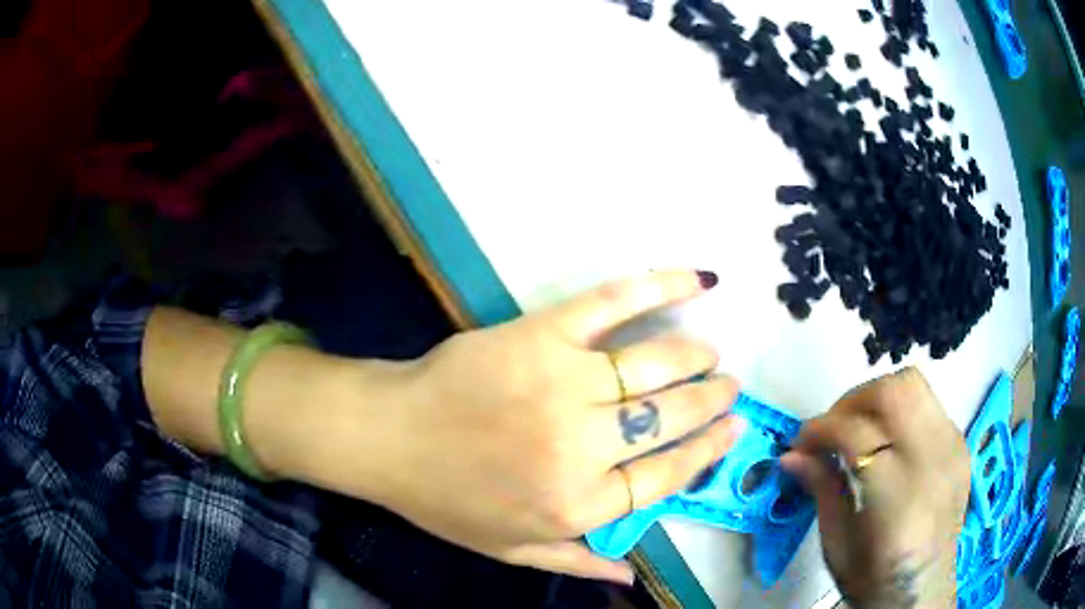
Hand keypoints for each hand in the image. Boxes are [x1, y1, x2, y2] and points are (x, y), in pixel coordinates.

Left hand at [309, 271, 744, 583]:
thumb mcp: (509, 549)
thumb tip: (632, 576)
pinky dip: (657, 287)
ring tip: (710, 353)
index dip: (707, 450)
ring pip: (654, 368)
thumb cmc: (446, 499)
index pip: (666, 477)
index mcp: (577, 505)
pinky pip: (610, 305)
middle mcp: (581, 449)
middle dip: (711, 401)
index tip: (733, 430)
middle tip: (728, 385)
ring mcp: (562, 386)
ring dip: (694, 357)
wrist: (386, 438)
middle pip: (669, 421)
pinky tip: (695, 280)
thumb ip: (575, 562)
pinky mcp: (540, 336)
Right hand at [781, 368, 969, 607]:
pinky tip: (887, 443)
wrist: (924, 590)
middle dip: (853, 400)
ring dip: (877, 399)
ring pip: (914, 386)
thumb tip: (790, 455)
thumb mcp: (837, 546)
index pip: (858, 435)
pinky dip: (900, 413)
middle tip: (831, 428)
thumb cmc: (874, 579)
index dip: (822, 429)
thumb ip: (822, 491)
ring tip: (858, 429)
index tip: (800, 443)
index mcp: (898, 501)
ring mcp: (953, 448)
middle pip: (894, 392)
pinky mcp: (961, 444)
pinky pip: (928, 406)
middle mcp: (933, 464)